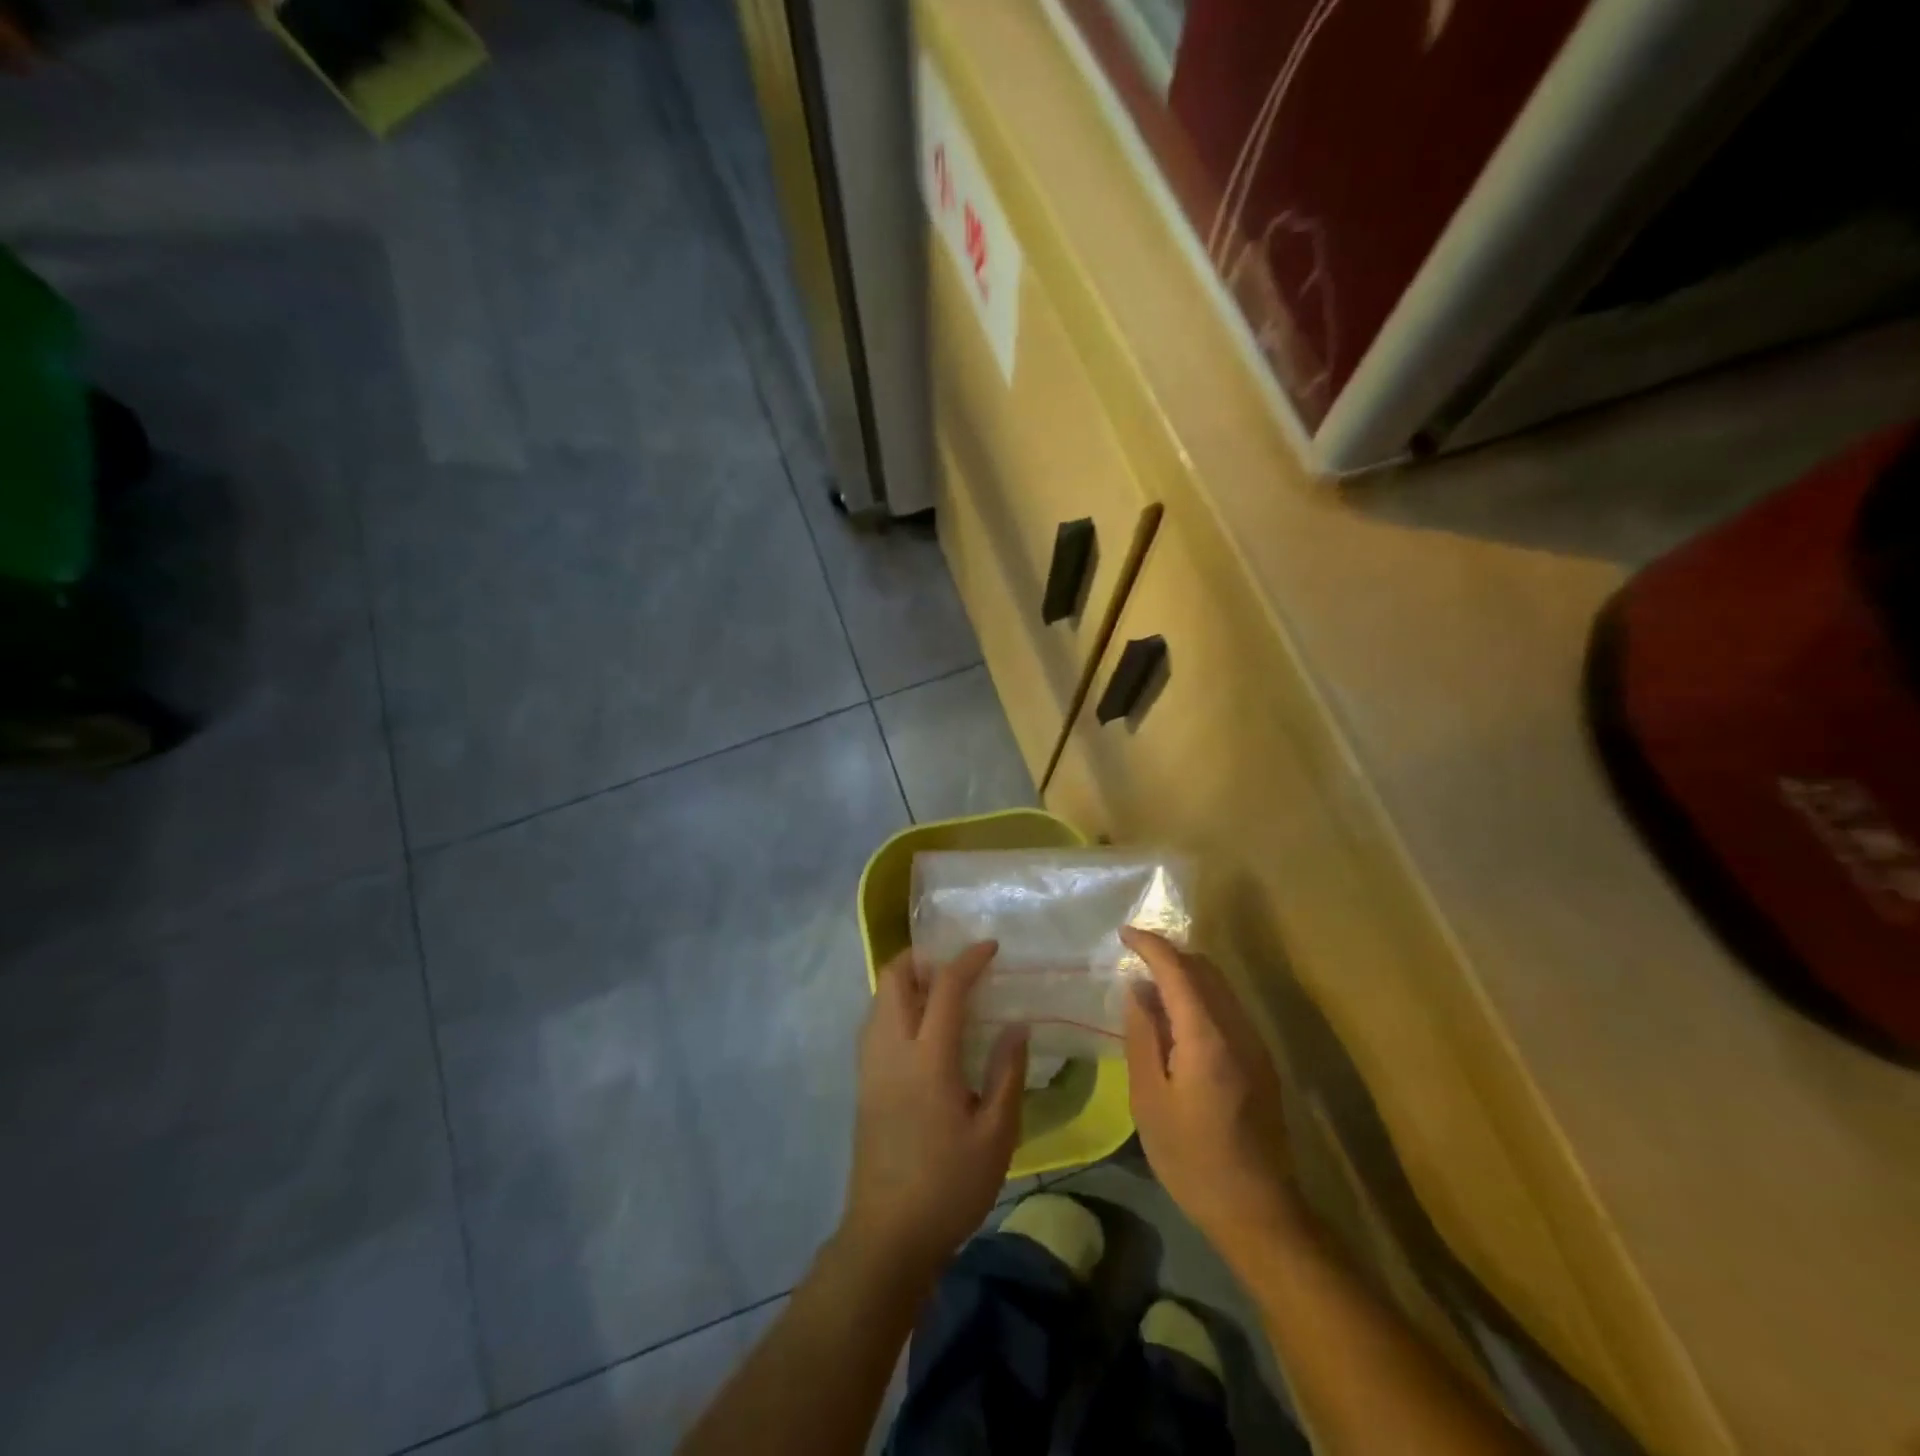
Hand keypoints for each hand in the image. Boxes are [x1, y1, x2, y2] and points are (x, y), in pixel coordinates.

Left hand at [840, 942, 1028, 1282]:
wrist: (887, 1235)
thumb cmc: (950, 1186)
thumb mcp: (996, 1134)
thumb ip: (1006, 1072)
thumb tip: (1017, 1025)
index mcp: (928, 1058)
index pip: (945, 987)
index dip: (968, 959)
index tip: (990, 947)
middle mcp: (891, 1048)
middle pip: (893, 977)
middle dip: (922, 957)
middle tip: (957, 966)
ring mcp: (870, 1064)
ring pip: (878, 997)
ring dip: (907, 980)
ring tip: (943, 993)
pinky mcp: (862, 1082)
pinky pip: (874, 1021)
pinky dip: (896, 1005)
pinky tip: (922, 1029)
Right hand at [1122, 928, 1300, 1265]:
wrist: (1258, 1211)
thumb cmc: (1192, 1158)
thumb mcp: (1149, 1099)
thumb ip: (1142, 1036)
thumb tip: (1137, 989)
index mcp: (1206, 1036)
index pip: (1178, 969)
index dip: (1150, 944)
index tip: (1123, 933)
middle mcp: (1237, 1028)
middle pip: (1205, 968)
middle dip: (1169, 952)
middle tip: (1133, 956)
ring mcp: (1255, 1043)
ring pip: (1220, 985)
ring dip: (1186, 972)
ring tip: (1150, 983)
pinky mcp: (1262, 1061)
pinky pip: (1228, 1007)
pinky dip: (1200, 995)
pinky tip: (1177, 1018)